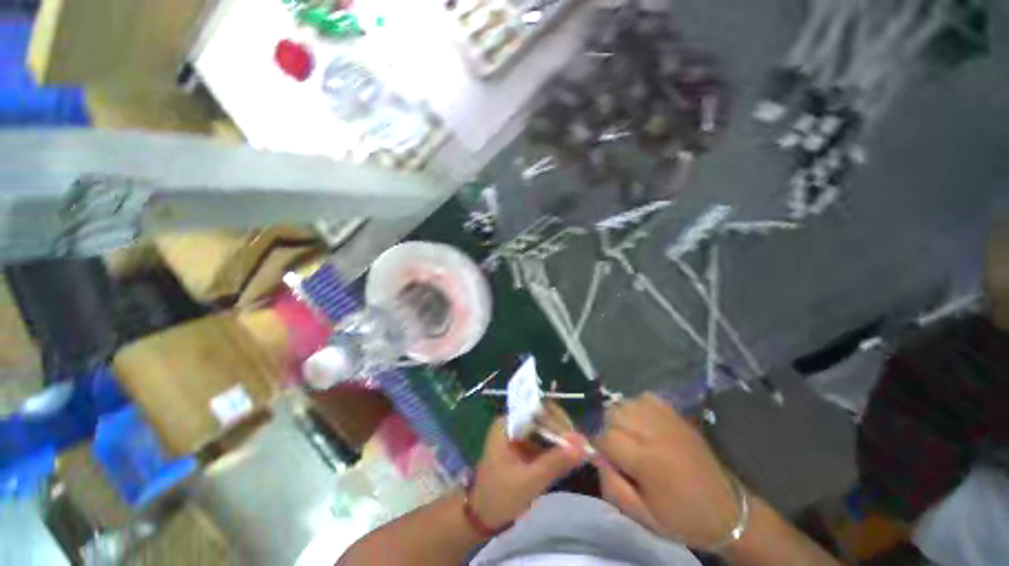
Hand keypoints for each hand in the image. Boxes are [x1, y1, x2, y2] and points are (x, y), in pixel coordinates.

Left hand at [469, 417, 587, 528]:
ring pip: (545, 427)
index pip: (535, 409)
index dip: (556, 419)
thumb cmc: (499, 497)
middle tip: (581, 446)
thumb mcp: (529, 482)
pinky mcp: (524, 445)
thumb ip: (554, 463)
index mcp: (507, 423)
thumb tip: (583, 445)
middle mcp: (512, 422)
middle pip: (542, 415)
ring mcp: (518, 433)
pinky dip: (556, 447)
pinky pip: (544, 439)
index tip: (575, 437)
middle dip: (561, 428)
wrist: (481, 517)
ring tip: (579, 452)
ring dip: (561, 438)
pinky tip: (569, 457)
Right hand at [594, 394, 740, 549]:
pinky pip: (645, 397)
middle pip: (613, 414)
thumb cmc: (681, 518)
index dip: (598, 445)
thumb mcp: (642, 516)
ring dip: (620, 417)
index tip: (603, 456)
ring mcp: (668, 421)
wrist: (728, 512)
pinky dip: (638, 406)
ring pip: (626, 403)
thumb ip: (611, 486)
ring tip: (628, 435)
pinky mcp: (677, 415)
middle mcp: (655, 434)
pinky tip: (643, 422)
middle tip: (617, 448)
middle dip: (608, 429)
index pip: (605, 437)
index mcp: (647, 462)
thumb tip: (595, 457)